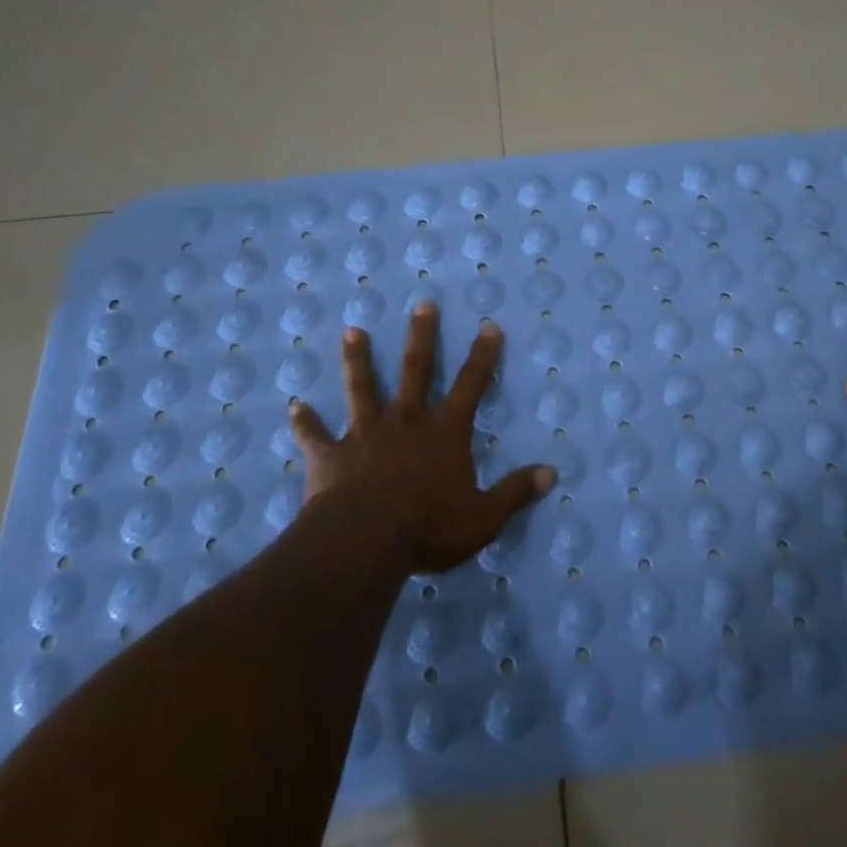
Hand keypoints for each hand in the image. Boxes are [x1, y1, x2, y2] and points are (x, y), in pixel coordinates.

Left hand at [288, 304, 555, 573]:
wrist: (364, 542)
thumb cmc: (429, 528)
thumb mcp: (484, 517)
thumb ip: (516, 493)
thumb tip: (552, 474)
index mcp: (444, 432)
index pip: (470, 385)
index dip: (482, 355)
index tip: (488, 325)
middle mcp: (406, 421)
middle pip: (416, 370)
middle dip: (422, 336)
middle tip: (423, 304)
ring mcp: (364, 434)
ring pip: (362, 388)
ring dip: (358, 359)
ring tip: (352, 331)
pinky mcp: (330, 455)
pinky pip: (315, 435)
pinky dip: (305, 421)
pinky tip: (295, 407)